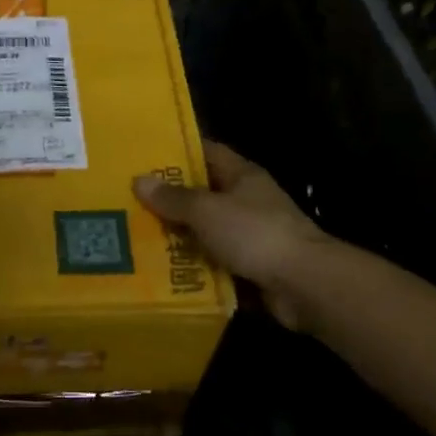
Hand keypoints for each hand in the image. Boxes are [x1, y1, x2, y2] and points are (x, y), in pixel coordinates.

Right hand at [133, 142, 330, 330]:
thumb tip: (139, 180)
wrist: (304, 284)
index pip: (207, 152)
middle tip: (131, 202)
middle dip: (171, 200)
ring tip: (138, 239)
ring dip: (181, 238)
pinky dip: (196, 269)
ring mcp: (252, 236)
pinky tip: (165, 274)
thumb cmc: (255, 233)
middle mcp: (248, 201)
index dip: (179, 150)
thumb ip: (174, 198)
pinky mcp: (252, 268)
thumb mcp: (207, 210)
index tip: (146, 156)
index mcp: (242, 175)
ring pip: (208, 232)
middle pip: (204, 194)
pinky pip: (216, 264)